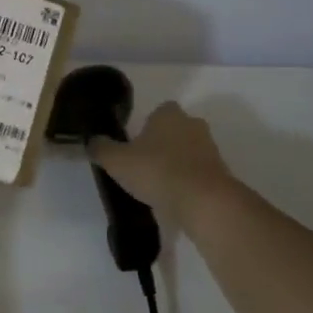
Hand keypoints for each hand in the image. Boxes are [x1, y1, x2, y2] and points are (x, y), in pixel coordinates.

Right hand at [88, 101, 235, 224]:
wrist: (203, 201)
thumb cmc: (157, 171)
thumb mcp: (116, 161)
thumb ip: (101, 149)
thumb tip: (92, 141)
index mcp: (168, 114)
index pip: (158, 111)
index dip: (146, 126)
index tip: (135, 144)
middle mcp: (193, 125)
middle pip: (175, 131)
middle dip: (162, 145)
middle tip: (143, 165)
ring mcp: (210, 149)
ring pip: (187, 152)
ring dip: (175, 165)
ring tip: (157, 187)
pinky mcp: (220, 174)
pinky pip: (197, 174)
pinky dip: (187, 183)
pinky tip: (173, 199)